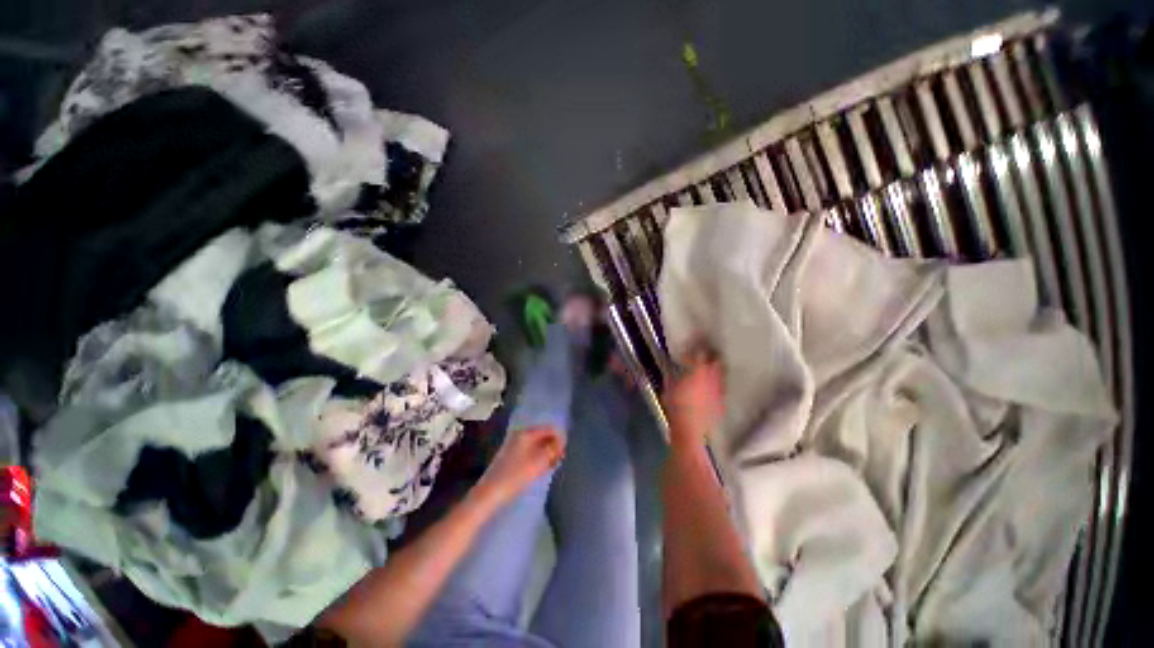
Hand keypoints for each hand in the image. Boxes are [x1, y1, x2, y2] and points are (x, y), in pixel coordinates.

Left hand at [476, 426, 565, 506]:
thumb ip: (553, 449)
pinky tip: (540, 469)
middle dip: (553, 445)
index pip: (549, 428)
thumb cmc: (516, 476)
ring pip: (537, 444)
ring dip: (546, 453)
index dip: (560, 438)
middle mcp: (520, 435)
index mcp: (527, 433)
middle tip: (559, 460)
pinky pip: (530, 451)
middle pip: (543, 435)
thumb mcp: (539, 462)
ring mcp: (514, 445)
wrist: (490, 494)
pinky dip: (538, 457)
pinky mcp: (511, 456)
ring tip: (551, 466)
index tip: (565, 453)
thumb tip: (562, 441)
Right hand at [663, 347, 724, 446]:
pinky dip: (716, 386)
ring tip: (709, 372)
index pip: (700, 354)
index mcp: (697, 371)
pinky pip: (721, 389)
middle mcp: (711, 378)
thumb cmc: (676, 406)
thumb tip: (673, 368)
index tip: (691, 352)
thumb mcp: (669, 387)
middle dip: (712, 357)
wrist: (689, 429)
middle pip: (716, 362)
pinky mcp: (721, 402)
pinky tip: (711, 389)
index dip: (696, 351)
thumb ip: (673, 375)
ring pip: (721, 375)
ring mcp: (718, 390)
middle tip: (706, 357)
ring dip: (716, 371)